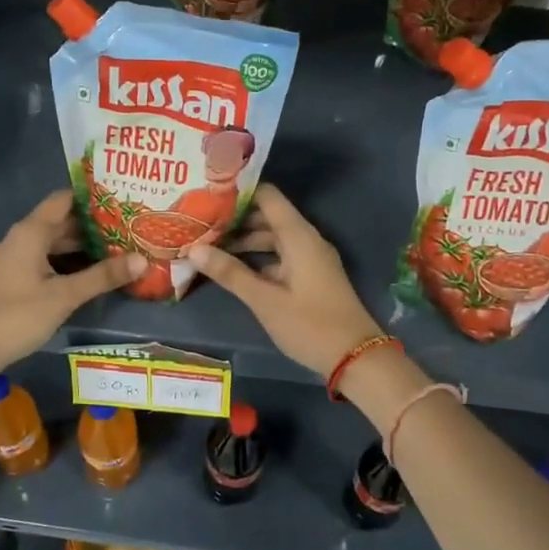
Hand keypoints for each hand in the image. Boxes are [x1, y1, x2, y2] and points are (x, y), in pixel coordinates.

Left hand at [0, 191, 143, 380]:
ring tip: (120, 249)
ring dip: (83, 247)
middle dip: (95, 225)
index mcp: (31, 232)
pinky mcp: (15, 280)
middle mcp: (22, 239)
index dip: (93, 197)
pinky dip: (69, 263)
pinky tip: (92, 274)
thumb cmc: (16, 315)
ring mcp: (16, 260)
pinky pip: (47, 261)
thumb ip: (102, 276)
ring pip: (55, 244)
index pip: (65, 199)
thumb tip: (142, 260)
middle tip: (131, 227)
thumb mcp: (64, 296)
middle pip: (62, 222)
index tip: (123, 198)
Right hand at [188, 183, 381, 377]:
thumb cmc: (310, 325)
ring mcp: (310, 258)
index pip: (267, 196)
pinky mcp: (310, 276)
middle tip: (198, 221)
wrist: (356, 358)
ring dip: (243, 241)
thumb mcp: (265, 300)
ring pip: (272, 238)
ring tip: (207, 245)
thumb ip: (230, 273)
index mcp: (298, 236)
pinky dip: (257, 258)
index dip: (238, 191)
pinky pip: (279, 256)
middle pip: (267, 216)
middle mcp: (306, 239)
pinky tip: (232, 268)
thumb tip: (193, 249)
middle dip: (235, 219)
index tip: (207, 192)